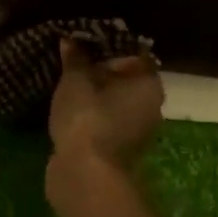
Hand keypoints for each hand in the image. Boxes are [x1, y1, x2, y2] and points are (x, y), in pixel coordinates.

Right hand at [49, 38, 163, 173]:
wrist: (85, 178)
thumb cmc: (87, 119)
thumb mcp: (75, 81)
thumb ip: (74, 58)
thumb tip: (70, 39)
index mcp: (149, 85)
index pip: (135, 54)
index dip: (110, 44)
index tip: (86, 38)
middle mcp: (150, 106)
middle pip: (125, 78)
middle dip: (100, 68)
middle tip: (72, 57)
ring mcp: (135, 131)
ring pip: (114, 101)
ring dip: (94, 92)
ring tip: (66, 79)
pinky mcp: (117, 149)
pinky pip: (104, 120)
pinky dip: (90, 113)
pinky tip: (68, 106)